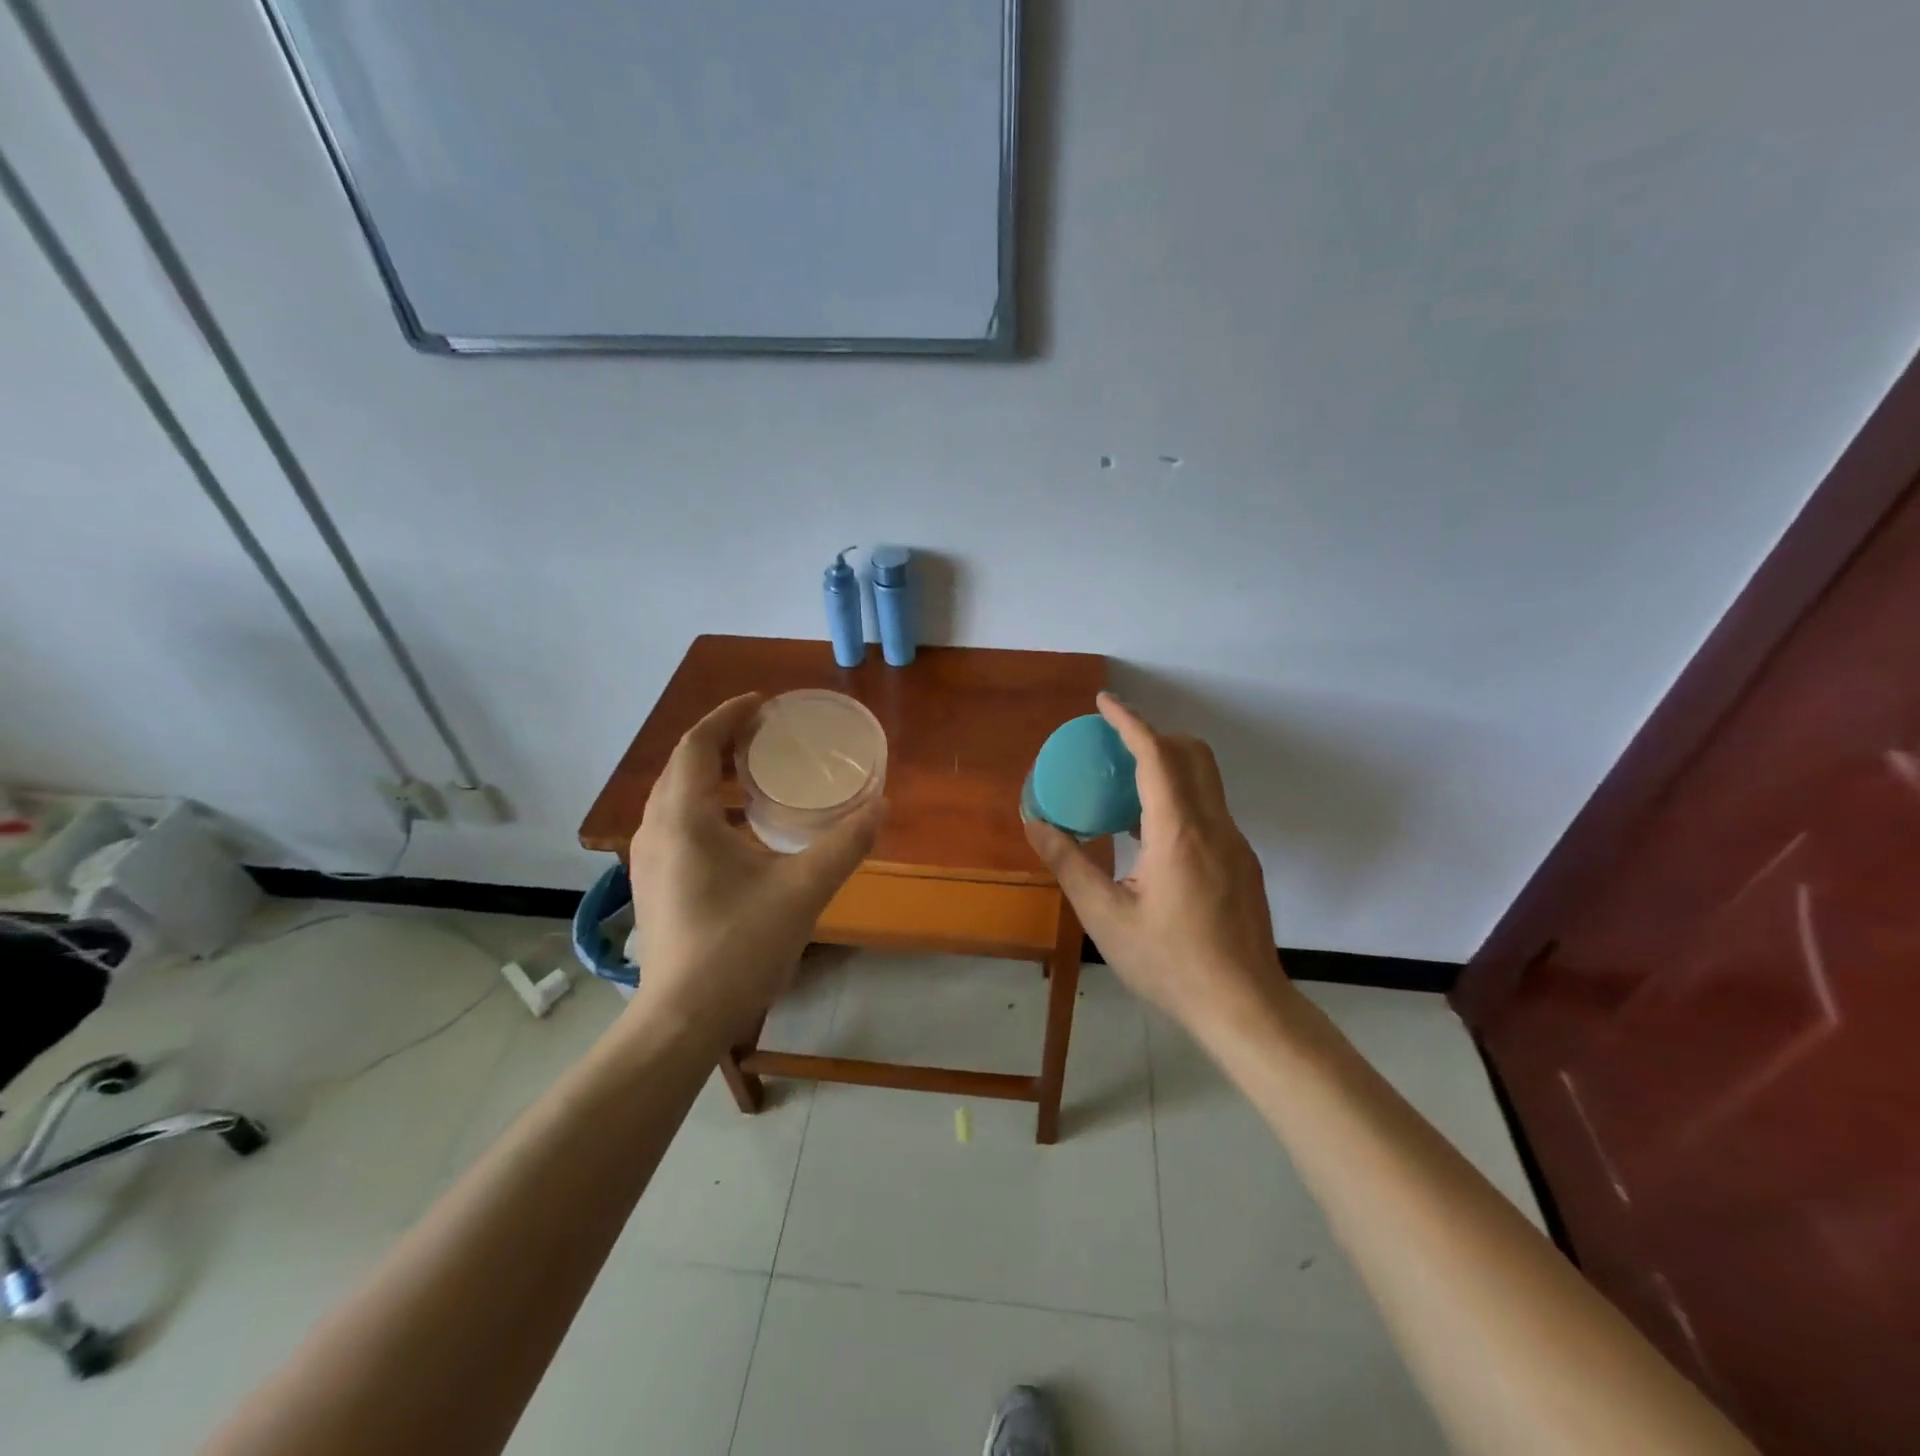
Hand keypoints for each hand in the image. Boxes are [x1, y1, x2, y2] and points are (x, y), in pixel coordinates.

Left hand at [626, 694, 883, 1038]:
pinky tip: (740, 830)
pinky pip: (675, 824)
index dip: (729, 716)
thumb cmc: (738, 947)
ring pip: (676, 796)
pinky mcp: (653, 884)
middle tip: (765, 734)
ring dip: (711, 775)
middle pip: (684, 765)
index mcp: (684, 817)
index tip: (763, 704)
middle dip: (721, 741)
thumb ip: (845, 844)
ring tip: (754, 773)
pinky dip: (706, 806)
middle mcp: (655, 829)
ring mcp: (648, 859)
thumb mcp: (803, 890)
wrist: (681, 1021)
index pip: (699, 744)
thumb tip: (881, 805)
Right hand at [1023, 693, 1288, 1033]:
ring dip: (1168, 767)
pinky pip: (1210, 809)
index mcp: (1177, 832)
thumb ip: (1069, 863)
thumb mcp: (1105, 916)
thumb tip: (1035, 822)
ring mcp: (1235, 844)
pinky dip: (1180, 798)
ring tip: (1124, 793)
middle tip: (1113, 750)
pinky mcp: (1243, 863)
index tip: (1104, 701)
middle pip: (1191, 754)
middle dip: (1153, 736)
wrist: (1244, 1006)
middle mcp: (1213, 826)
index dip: (1129, 722)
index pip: (1156, 755)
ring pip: (1206, 780)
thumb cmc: (1169, 962)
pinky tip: (1151, 840)